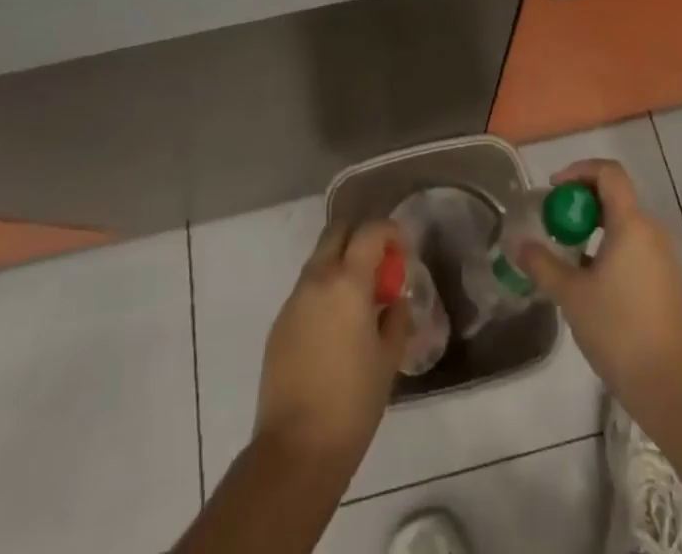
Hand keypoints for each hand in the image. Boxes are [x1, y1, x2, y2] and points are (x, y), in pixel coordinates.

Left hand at [254, 219, 409, 466]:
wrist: (297, 449)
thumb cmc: (353, 402)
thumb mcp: (388, 358)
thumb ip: (396, 318)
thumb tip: (395, 300)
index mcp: (347, 282)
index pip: (369, 232)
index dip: (389, 231)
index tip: (402, 246)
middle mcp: (317, 280)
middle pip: (337, 233)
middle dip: (360, 237)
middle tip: (379, 264)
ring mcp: (293, 300)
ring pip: (319, 260)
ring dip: (340, 264)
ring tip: (359, 299)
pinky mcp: (279, 324)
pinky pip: (306, 291)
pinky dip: (324, 291)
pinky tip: (335, 327)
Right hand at [517, 159, 681, 415]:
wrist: (670, 387)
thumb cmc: (618, 331)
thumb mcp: (571, 295)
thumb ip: (542, 264)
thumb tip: (517, 244)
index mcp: (631, 224)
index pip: (609, 173)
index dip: (579, 170)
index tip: (555, 190)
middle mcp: (652, 232)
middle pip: (616, 196)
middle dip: (582, 202)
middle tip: (555, 223)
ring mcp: (664, 257)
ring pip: (626, 224)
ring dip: (596, 228)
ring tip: (569, 254)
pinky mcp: (669, 282)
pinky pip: (636, 248)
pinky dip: (612, 248)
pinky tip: (593, 282)